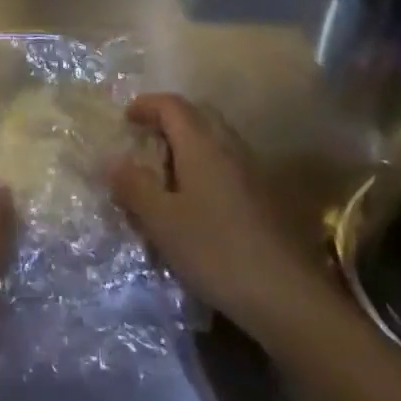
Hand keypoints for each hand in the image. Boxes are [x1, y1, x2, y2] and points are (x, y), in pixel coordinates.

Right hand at [108, 93, 305, 331]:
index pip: (171, 105)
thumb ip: (134, 187)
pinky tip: (199, 200)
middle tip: (147, 139)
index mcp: (201, 143)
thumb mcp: (162, 221)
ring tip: (168, 171)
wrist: (287, 296)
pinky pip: (229, 164)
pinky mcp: (267, 197)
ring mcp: (253, 171)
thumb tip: (113, 161)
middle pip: (198, 114)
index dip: (146, 105)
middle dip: (170, 119)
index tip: (126, 118)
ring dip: (191, 144)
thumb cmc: (215, 250)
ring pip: (217, 139)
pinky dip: (208, 167)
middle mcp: (229, 146)